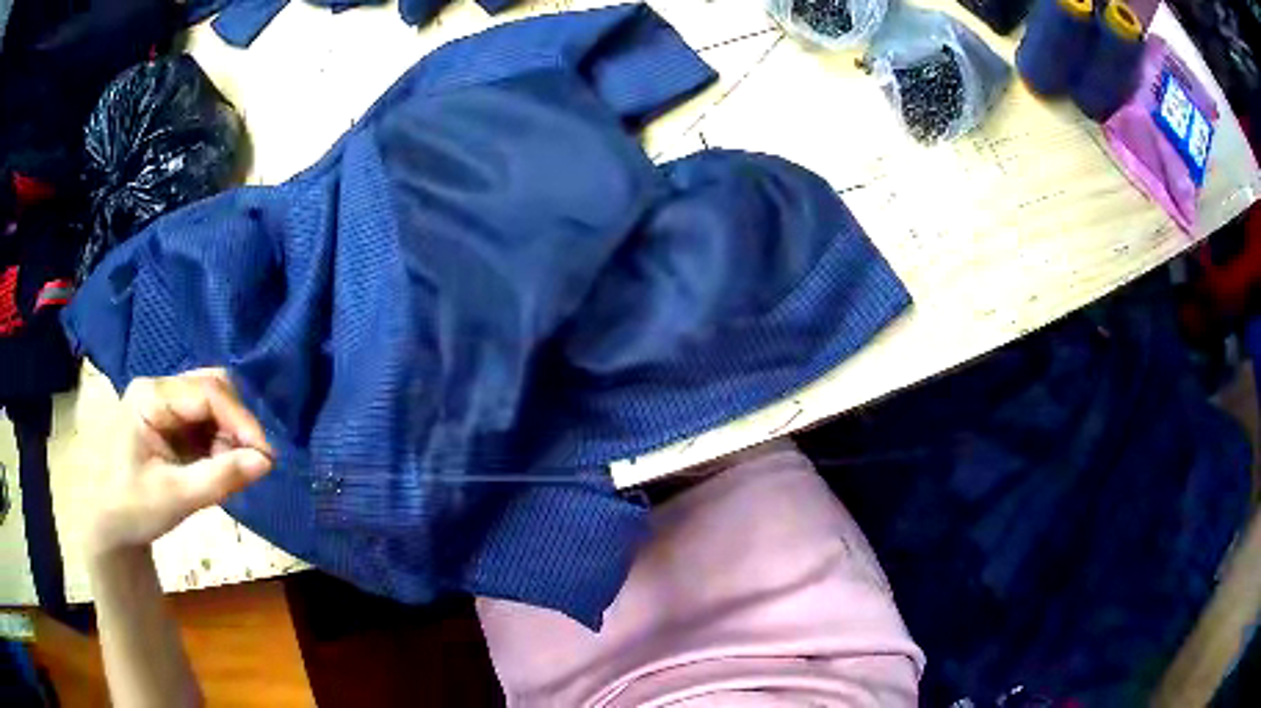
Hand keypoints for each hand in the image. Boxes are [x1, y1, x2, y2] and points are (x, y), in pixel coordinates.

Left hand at [87, 368, 274, 555]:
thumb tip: (266, 462)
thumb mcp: (175, 498)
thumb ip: (219, 478)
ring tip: (234, 470)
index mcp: (150, 397)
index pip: (206, 392)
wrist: (109, 526)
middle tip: (254, 462)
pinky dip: (220, 442)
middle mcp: (158, 390)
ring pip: (212, 403)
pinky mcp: (170, 423)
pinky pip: (205, 422)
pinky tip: (221, 467)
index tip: (267, 456)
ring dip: (230, 434)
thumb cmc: (132, 508)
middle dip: (237, 424)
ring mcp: (163, 404)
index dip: (241, 420)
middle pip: (211, 388)